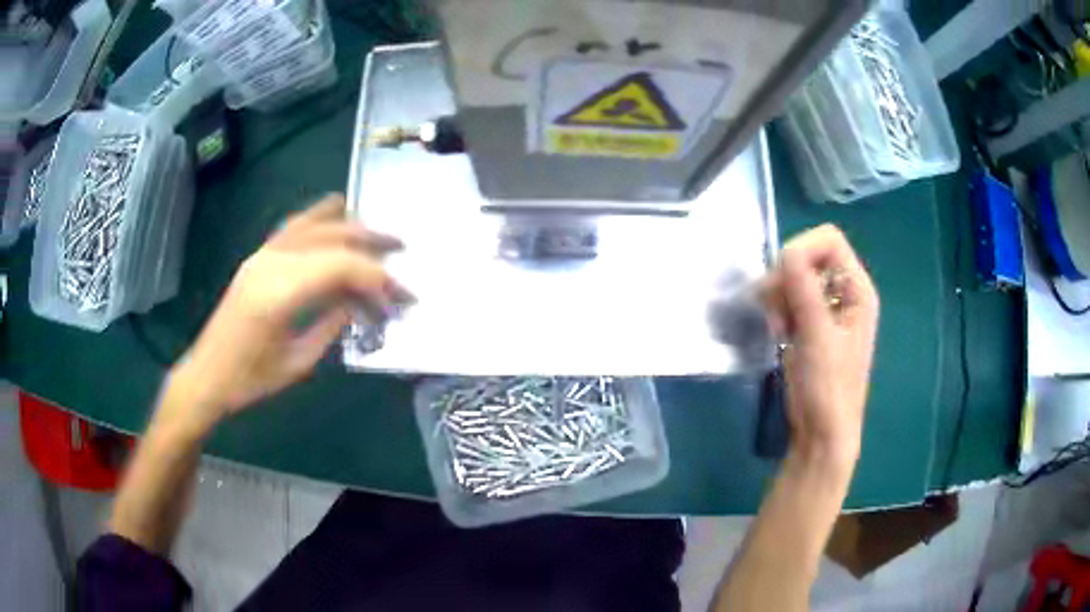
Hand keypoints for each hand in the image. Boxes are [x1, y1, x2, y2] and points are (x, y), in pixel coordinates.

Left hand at [168, 194, 410, 425]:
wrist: (207, 375)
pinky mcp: (257, 257)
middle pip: (331, 239)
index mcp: (280, 293)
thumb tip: (360, 302)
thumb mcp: (297, 362)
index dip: (377, 277)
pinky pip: (293, 227)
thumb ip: (331, 325)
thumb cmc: (250, 380)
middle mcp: (271, 263)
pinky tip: (336, 215)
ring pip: (313, 225)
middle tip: (402, 251)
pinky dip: (319, 218)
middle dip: (371, 244)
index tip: (401, 297)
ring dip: (349, 225)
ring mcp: (262, 255)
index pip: (340, 267)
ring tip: (376, 231)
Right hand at [762, 225, 878, 469]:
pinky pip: (788, 297)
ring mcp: (827, 307)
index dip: (803, 250)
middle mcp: (844, 291)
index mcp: (858, 289)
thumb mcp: (817, 336)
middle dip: (786, 277)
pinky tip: (779, 333)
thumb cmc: (828, 387)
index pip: (829, 240)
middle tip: (777, 311)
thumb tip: (785, 251)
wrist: (821, 432)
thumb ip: (803, 289)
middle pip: (808, 254)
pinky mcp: (810, 323)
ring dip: (779, 296)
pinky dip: (778, 309)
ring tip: (779, 327)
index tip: (783, 280)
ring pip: (793, 276)